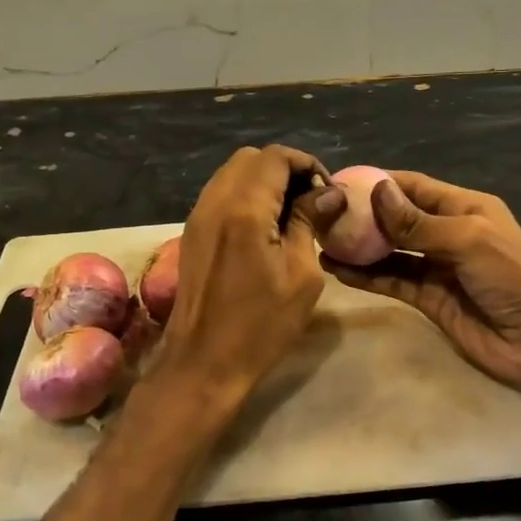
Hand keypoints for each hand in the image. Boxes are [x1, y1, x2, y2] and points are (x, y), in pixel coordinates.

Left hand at [154, 145, 345, 403]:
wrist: (203, 363)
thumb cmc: (261, 326)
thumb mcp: (301, 275)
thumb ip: (309, 222)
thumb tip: (328, 193)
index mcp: (244, 209)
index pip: (276, 157)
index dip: (307, 165)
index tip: (327, 194)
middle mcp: (215, 202)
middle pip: (252, 159)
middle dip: (285, 170)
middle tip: (311, 202)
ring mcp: (198, 216)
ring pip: (233, 174)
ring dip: (264, 182)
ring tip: (290, 215)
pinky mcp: (192, 233)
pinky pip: (221, 195)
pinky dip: (246, 197)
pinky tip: (265, 229)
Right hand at [324, 171, 520, 395]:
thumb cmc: (511, 277)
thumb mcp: (467, 240)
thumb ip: (418, 223)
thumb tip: (377, 192)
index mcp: (464, 208)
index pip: (414, 187)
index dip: (380, 183)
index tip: (342, 183)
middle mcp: (447, 233)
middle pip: (398, 219)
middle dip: (364, 215)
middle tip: (323, 215)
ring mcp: (437, 267)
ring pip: (390, 251)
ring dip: (360, 247)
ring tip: (322, 240)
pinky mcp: (429, 299)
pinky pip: (393, 281)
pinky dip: (367, 276)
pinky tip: (338, 270)